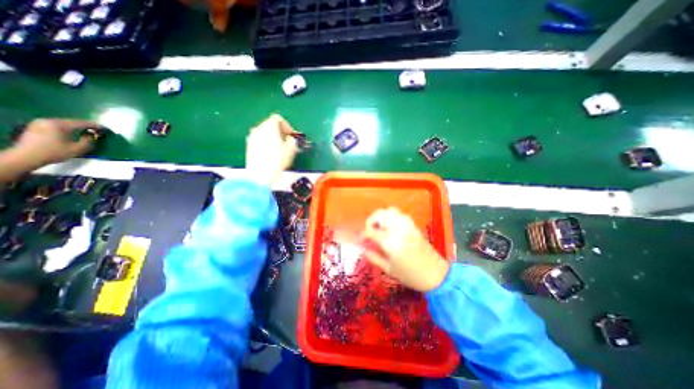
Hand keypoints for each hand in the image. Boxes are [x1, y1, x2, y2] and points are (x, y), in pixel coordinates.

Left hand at [12, 119, 95, 166]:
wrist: (26, 156)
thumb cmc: (54, 152)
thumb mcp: (78, 148)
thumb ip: (89, 141)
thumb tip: (92, 135)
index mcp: (60, 125)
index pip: (83, 123)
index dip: (96, 126)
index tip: (105, 129)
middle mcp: (50, 120)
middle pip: (73, 122)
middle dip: (86, 126)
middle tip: (97, 131)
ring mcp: (41, 122)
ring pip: (64, 123)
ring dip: (76, 127)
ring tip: (86, 131)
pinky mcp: (36, 126)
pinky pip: (56, 125)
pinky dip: (67, 128)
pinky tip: (72, 132)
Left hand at [246, 114, 301, 184]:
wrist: (260, 175)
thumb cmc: (278, 160)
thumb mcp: (291, 150)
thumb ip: (292, 140)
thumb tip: (290, 139)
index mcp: (269, 126)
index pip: (278, 119)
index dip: (287, 126)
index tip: (292, 136)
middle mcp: (258, 128)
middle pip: (270, 125)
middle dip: (280, 132)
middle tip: (288, 143)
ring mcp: (252, 137)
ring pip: (265, 133)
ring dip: (273, 138)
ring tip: (280, 150)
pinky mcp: (249, 147)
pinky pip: (260, 141)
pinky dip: (267, 144)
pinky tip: (272, 155)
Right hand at [364, 208, 449, 289]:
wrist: (436, 274)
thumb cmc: (411, 275)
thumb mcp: (389, 269)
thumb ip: (374, 258)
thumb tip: (364, 249)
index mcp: (390, 242)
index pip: (370, 231)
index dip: (362, 234)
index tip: (360, 240)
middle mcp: (397, 229)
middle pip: (380, 214)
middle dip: (371, 220)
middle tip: (370, 230)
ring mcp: (406, 225)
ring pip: (391, 210)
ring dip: (382, 217)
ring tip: (380, 228)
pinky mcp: (413, 225)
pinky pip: (400, 214)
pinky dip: (392, 217)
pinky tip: (391, 228)